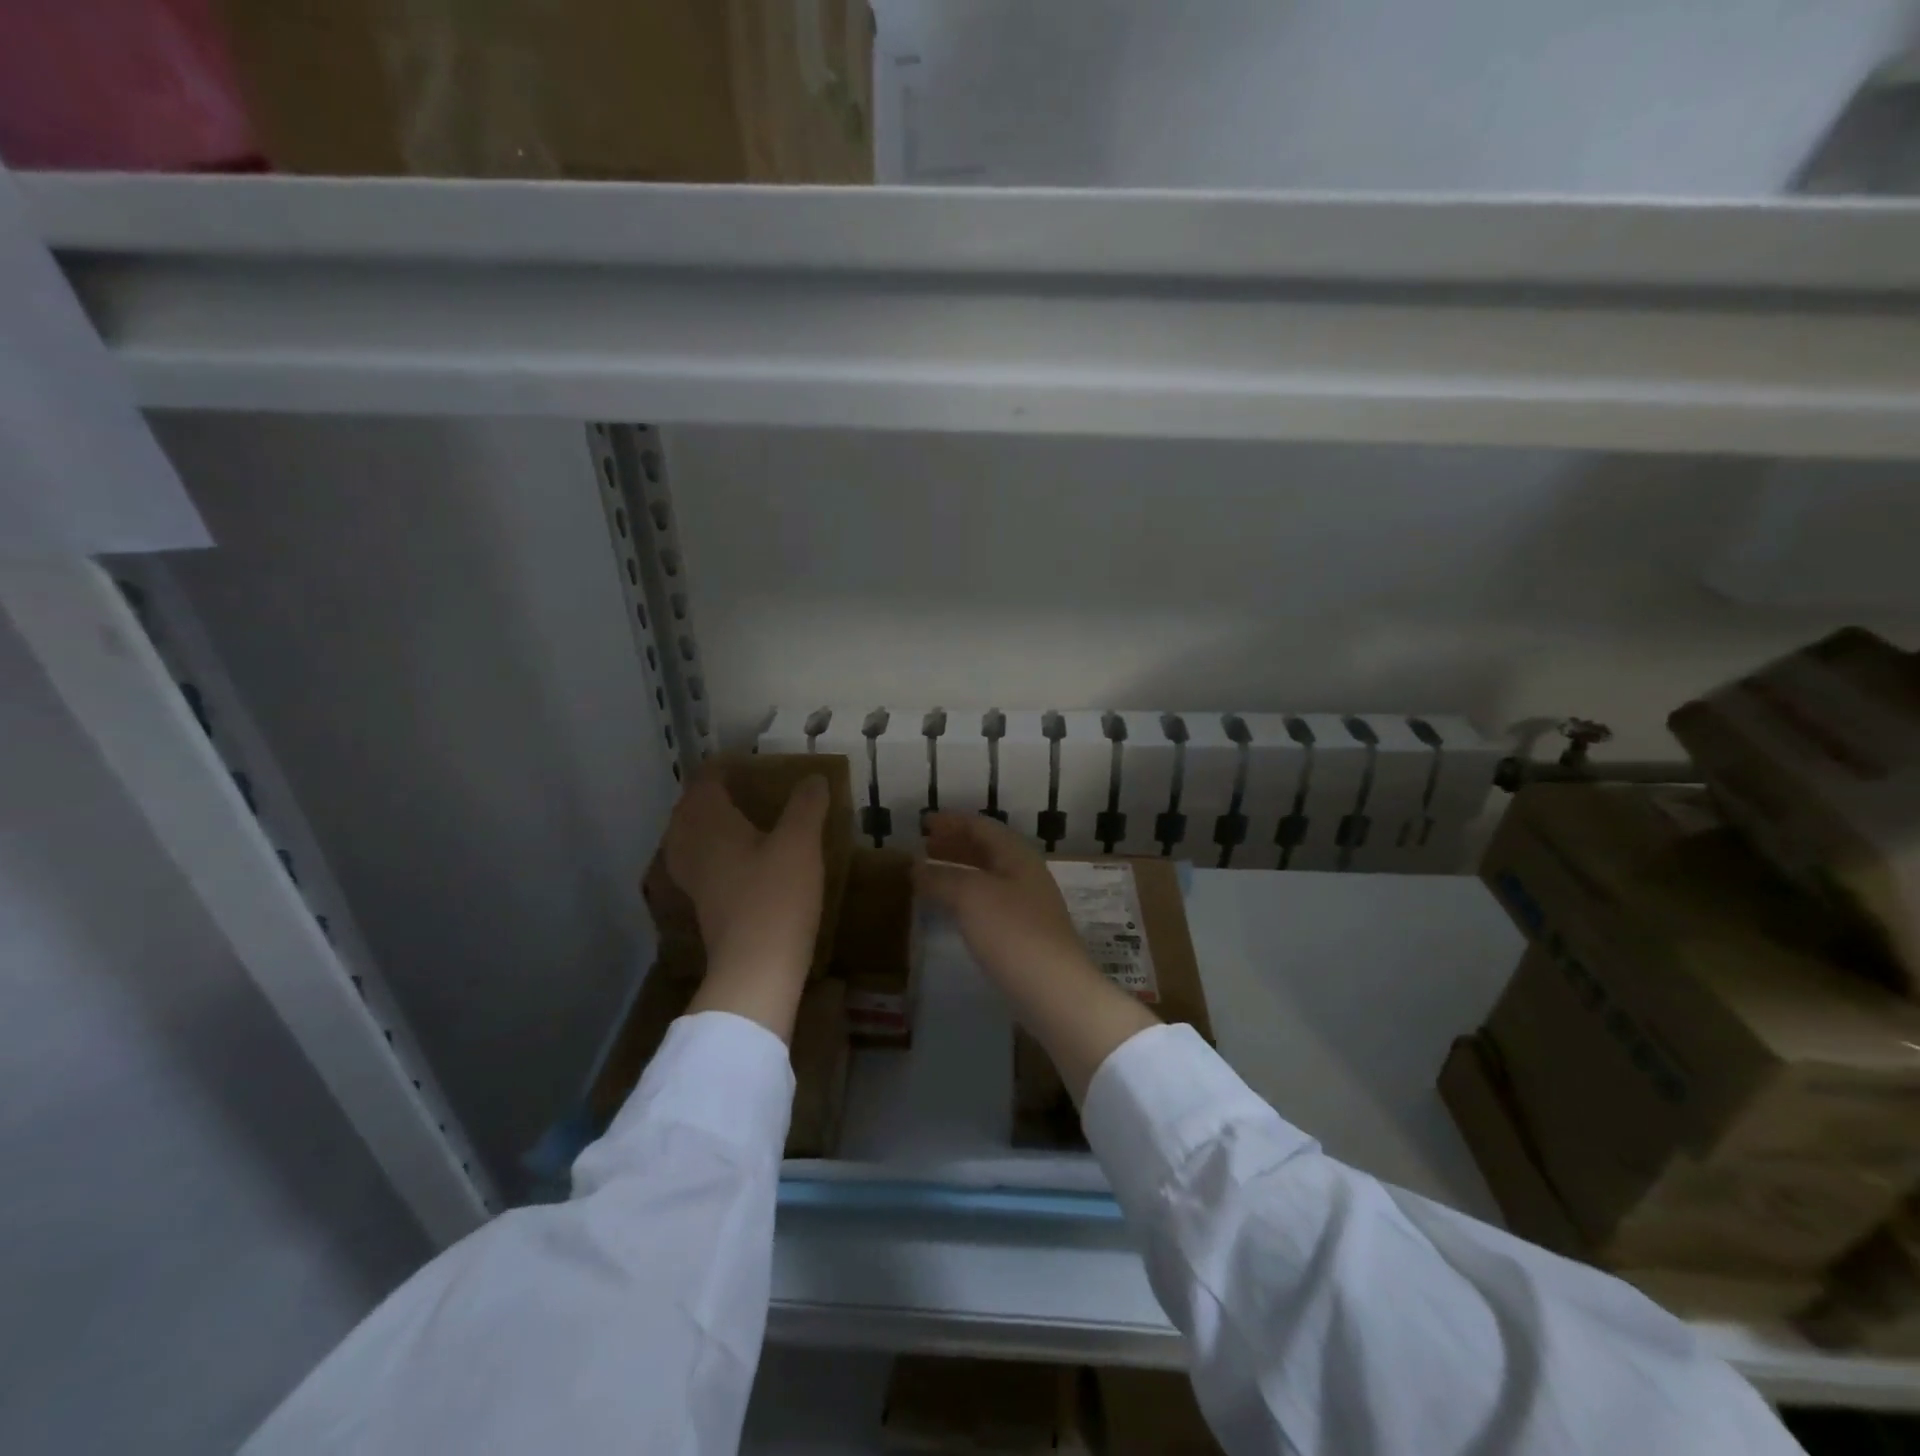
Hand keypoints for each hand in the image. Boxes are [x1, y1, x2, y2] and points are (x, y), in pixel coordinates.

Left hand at [665, 769, 828, 1041]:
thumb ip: (806, 806)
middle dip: (710, 794)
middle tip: (743, 788)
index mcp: (710, 824)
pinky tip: (737, 861)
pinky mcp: (703, 905)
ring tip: (738, 821)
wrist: (756, 969)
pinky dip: (712, 852)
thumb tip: (813, 777)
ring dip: (708, 824)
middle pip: (690, 809)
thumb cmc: (776, 897)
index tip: (746, 761)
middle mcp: (692, 846)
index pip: (705, 781)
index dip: (722, 767)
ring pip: (689, 838)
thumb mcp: (800, 843)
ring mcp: (693, 879)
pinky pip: (698, 863)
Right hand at [916, 813, 1157, 1100]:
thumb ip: (941, 878)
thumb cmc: (1012, 933)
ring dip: (958, 871)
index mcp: (1017, 856)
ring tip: (929, 875)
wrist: (1055, 993)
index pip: (982, 827)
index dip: (952, 821)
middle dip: (955, 844)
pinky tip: (950, 910)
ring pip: (987, 877)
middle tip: (924, 845)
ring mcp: (1027, 907)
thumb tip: (916, 867)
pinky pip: (988, 903)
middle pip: (987, 850)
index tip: (924, 822)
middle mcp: (1025, 875)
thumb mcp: (971, 897)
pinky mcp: (1023, 936)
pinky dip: (965, 897)